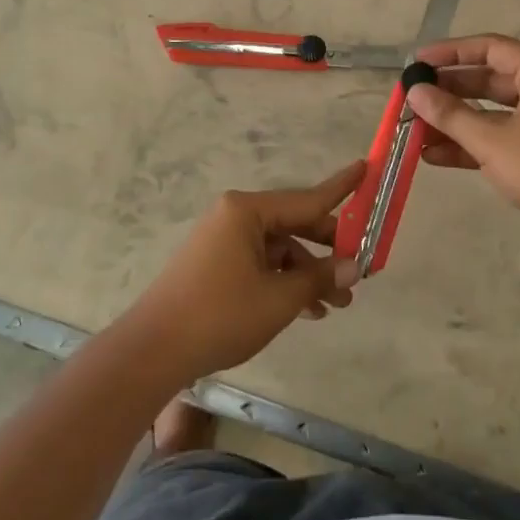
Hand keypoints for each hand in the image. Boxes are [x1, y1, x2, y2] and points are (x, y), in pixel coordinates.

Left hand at [124, 161, 364, 381]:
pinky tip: (308, 309)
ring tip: (337, 304)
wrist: (153, 351)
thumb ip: (320, 277)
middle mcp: (235, 217)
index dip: (342, 188)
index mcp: (247, 211)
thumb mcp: (279, 298)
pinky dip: (284, 281)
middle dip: (328, 249)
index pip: (307, 198)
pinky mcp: (216, 265)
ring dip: (308, 273)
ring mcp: (223, 241)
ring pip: (279, 249)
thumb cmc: (221, 314)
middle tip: (358, 270)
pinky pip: (261, 264)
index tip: (366, 168)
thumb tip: (355, 267)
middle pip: (294, 224)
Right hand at [409, 35, 519, 244]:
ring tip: (415, 128)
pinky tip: (434, 155)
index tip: (417, 62)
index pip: (489, 48)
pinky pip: (497, 136)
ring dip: (454, 120)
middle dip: (448, 90)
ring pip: (489, 111)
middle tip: (412, 97)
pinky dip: (469, 142)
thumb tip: (414, 92)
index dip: (451, 52)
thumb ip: (450, 114)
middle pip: (487, 78)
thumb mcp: (490, 140)